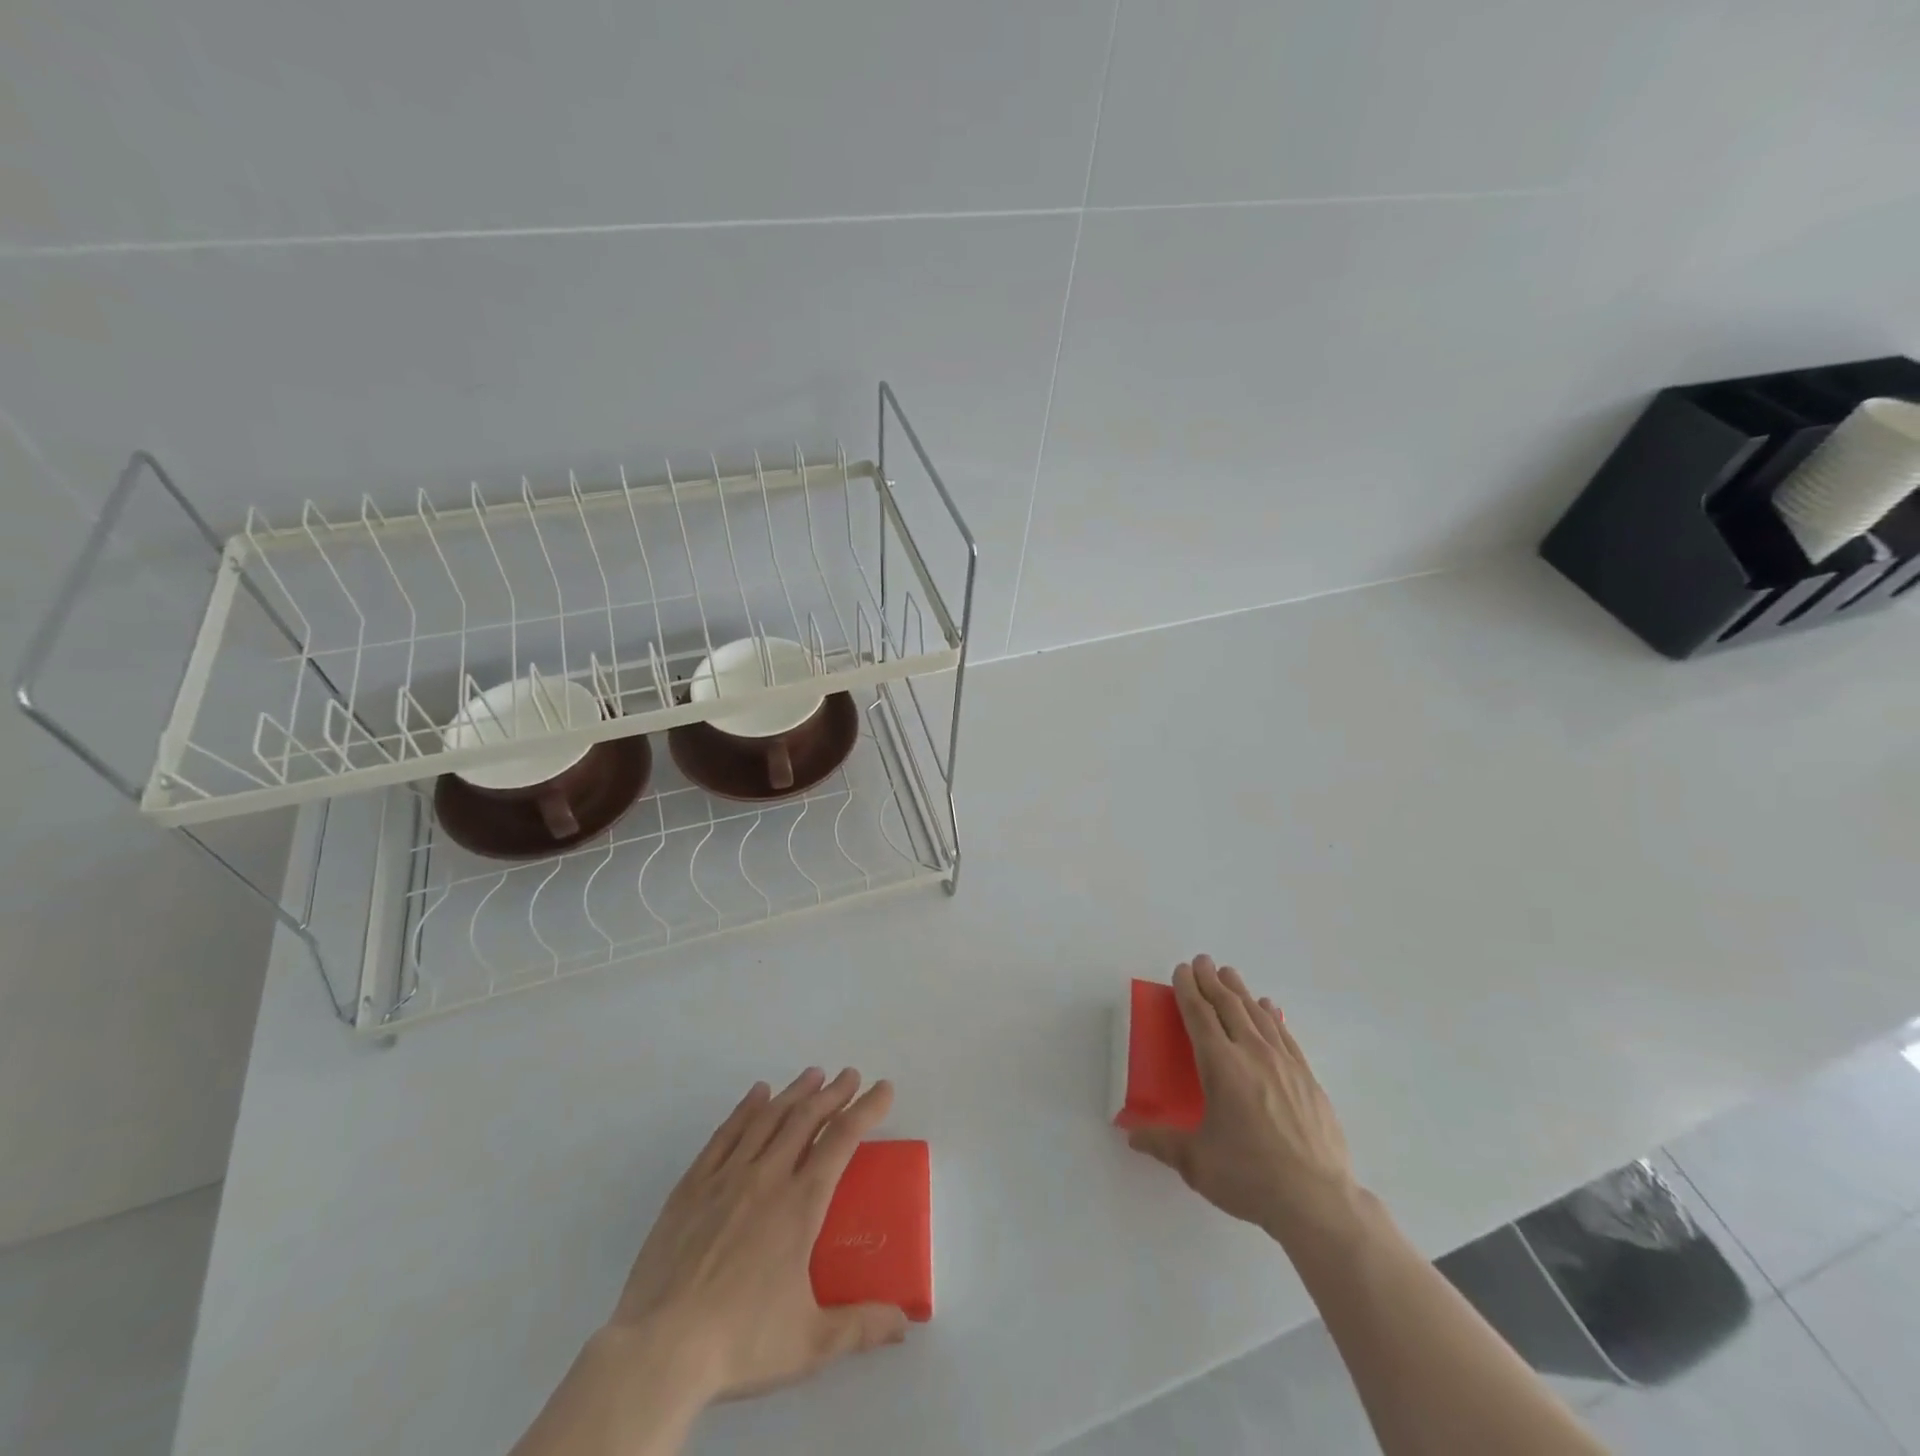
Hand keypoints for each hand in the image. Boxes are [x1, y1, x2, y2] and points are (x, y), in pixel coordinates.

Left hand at [608, 1067, 907, 1401]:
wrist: (659, 1350)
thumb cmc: (740, 1342)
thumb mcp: (810, 1343)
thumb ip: (860, 1327)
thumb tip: (903, 1323)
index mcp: (800, 1204)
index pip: (842, 1141)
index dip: (866, 1110)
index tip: (883, 1089)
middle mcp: (767, 1177)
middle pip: (805, 1119)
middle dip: (833, 1093)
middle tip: (850, 1075)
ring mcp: (726, 1178)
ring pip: (767, 1119)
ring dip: (794, 1092)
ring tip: (812, 1074)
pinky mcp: (692, 1187)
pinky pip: (725, 1135)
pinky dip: (745, 1109)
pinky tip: (756, 1095)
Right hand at [1128, 956, 1360, 1249]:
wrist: (1318, 1201)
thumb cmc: (1250, 1176)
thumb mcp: (1197, 1162)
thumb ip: (1162, 1143)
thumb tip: (1131, 1135)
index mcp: (1221, 1066)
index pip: (1199, 1015)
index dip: (1188, 990)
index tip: (1182, 970)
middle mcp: (1251, 1053)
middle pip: (1228, 1006)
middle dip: (1211, 981)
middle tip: (1202, 961)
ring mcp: (1284, 1064)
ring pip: (1257, 1014)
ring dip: (1240, 991)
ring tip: (1229, 974)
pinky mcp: (1307, 1078)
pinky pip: (1284, 1034)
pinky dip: (1271, 1016)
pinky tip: (1268, 1008)